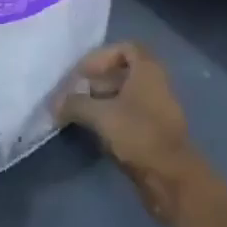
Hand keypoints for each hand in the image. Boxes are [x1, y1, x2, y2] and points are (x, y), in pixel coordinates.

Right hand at [59, 42, 203, 222]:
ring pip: (126, 96)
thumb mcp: (101, 115)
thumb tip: (54, 103)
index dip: (101, 56)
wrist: (172, 178)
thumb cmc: (138, 134)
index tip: (83, 73)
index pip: (125, 48)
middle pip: (124, 72)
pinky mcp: (156, 133)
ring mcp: (158, 109)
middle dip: (97, 80)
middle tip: (76, 93)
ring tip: (81, 113)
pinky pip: (131, 115)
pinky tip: (96, 132)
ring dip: (103, 101)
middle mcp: (156, 84)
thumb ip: (75, 104)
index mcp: (148, 70)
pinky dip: (113, 118)